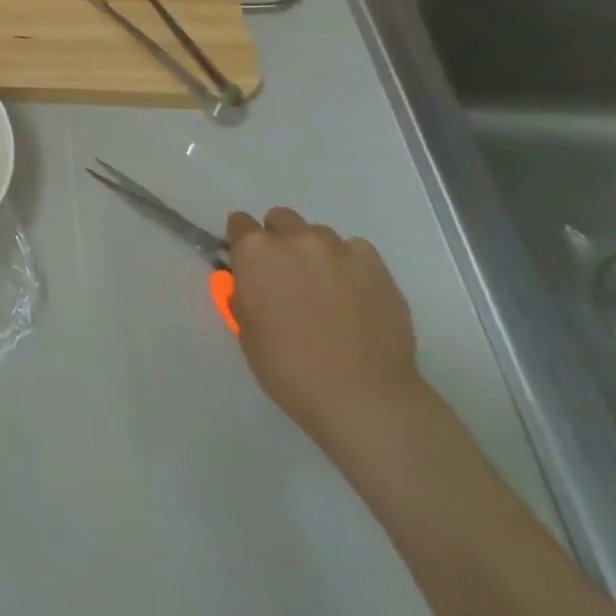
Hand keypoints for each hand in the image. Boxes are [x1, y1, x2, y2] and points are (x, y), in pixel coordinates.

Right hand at [226, 207, 429, 457]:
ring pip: (320, 235)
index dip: (242, 243)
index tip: (249, 264)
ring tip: (327, 289)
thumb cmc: (288, 366)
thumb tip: (250, 282)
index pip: (239, 223)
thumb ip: (245, 293)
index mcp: (254, 251)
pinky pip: (356, 251)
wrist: (362, 396)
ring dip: (316, 253)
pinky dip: (350, 266)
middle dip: (280, 240)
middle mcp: (294, 238)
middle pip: (281, 219)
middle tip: (288, 276)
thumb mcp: (246, 328)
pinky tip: (355, 295)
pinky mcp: (376, 266)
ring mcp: (339, 249)